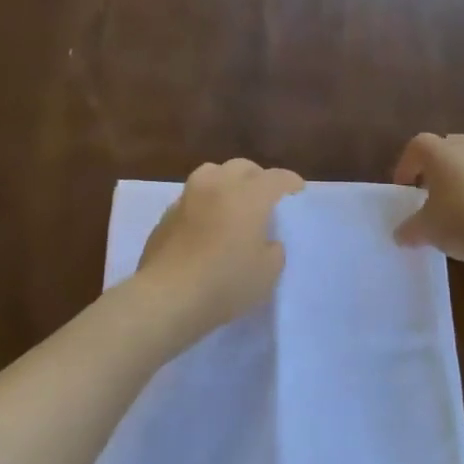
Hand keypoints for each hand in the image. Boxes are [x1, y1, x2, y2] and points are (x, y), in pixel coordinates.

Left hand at [137, 159, 304, 335]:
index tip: (297, 191)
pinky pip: (192, 197)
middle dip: (257, 177)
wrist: (167, 296)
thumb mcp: (267, 273)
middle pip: (242, 167)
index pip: (275, 178)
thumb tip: (265, 242)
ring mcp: (187, 197)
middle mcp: (217, 186)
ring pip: (211, 173)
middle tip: (265, 197)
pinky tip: (206, 224)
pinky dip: (204, 203)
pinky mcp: (167, 215)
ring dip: (226, 181)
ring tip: (232, 202)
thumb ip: (273, 250)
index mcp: (248, 196)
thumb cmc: (225, 283)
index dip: (290, 182)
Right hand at [393, 132, 463, 265]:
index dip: (405, 167)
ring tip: (454, 206)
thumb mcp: (427, 230)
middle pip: (443, 149)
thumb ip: (409, 230)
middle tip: (427, 194)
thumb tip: (400, 235)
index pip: (415, 147)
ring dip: (458, 178)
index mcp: (439, 152)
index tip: (404, 191)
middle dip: (433, 169)